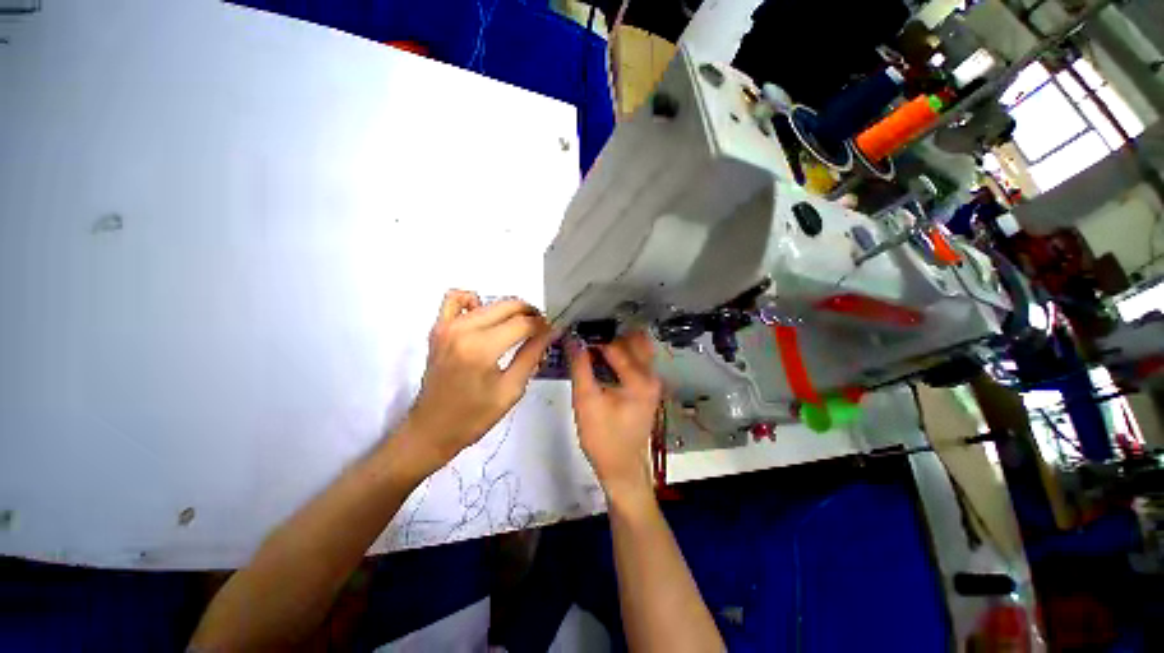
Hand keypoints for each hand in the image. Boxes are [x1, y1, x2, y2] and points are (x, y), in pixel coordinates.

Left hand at [401, 290, 552, 472]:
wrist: (432, 429)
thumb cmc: (474, 417)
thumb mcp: (511, 389)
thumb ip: (532, 355)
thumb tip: (550, 332)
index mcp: (481, 349)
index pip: (523, 324)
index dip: (543, 326)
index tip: (553, 331)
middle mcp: (463, 330)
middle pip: (508, 306)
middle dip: (530, 314)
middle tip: (541, 330)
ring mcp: (447, 326)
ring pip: (489, 302)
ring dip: (510, 310)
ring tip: (519, 326)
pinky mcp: (438, 328)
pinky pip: (455, 299)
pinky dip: (474, 301)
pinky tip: (485, 317)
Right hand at [569, 331, 661, 501]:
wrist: (622, 468)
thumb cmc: (603, 438)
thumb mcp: (585, 401)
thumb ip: (580, 367)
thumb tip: (572, 340)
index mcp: (639, 379)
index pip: (615, 346)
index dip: (594, 339)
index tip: (576, 334)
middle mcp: (651, 376)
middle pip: (633, 341)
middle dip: (610, 335)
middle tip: (586, 336)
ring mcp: (652, 381)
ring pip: (637, 349)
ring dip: (617, 342)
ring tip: (593, 344)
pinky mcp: (647, 387)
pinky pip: (637, 360)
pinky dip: (622, 354)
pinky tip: (603, 357)